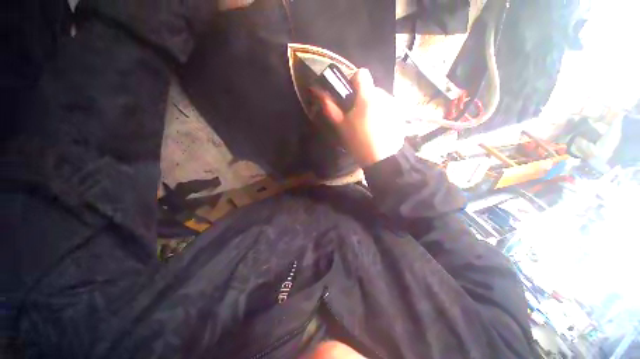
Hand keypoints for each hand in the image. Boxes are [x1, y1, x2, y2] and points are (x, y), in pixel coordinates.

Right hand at [314, 69, 404, 166]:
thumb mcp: (342, 127)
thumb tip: (320, 93)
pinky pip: (387, 107)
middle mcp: (383, 95)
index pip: (361, 73)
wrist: (383, 159)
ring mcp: (394, 104)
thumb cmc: (359, 143)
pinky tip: (378, 129)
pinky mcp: (400, 114)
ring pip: (378, 98)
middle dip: (361, 99)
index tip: (348, 97)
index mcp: (367, 96)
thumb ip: (331, 108)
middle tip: (356, 117)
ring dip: (371, 106)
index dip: (353, 81)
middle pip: (370, 88)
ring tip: (368, 125)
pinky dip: (381, 113)